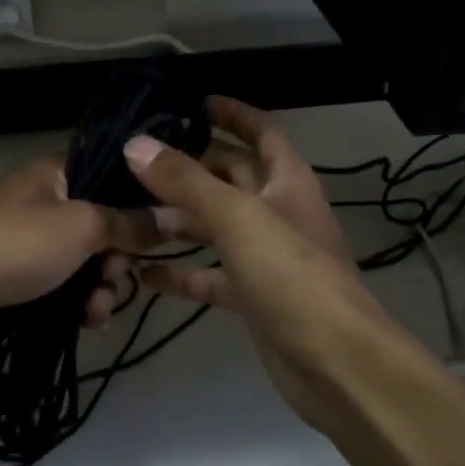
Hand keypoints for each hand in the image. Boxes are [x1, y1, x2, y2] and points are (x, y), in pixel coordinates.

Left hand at [0, 156, 159, 344]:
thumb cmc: (17, 244)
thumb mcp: (81, 228)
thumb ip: (130, 224)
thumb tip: (177, 216)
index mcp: (55, 172)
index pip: (111, 176)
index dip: (139, 204)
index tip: (160, 234)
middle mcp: (42, 199)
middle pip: (101, 224)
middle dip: (117, 259)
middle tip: (117, 280)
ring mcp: (26, 237)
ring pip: (83, 260)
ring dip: (100, 287)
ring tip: (96, 311)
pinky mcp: (15, 272)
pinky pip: (60, 283)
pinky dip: (76, 301)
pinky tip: (86, 323)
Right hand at [126, 97, 407, 418]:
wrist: (335, 363)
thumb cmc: (292, 276)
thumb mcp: (237, 219)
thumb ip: (185, 182)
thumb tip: (135, 144)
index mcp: (287, 181)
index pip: (261, 132)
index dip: (232, 113)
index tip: (192, 102)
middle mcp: (277, 212)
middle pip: (232, 177)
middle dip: (192, 164)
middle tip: (140, 157)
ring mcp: (265, 257)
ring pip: (216, 227)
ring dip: (178, 219)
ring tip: (129, 209)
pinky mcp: (252, 297)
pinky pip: (210, 276)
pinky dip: (181, 272)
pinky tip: (143, 271)